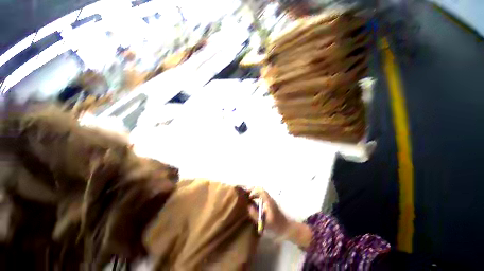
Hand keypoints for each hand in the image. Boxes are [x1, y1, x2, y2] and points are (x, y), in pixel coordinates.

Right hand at [245, 187, 312, 248]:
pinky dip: (256, 196)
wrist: (286, 228)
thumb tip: (248, 206)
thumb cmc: (276, 226)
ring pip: (260, 192)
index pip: (260, 190)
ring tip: (247, 198)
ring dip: (254, 192)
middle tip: (245, 195)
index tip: (248, 197)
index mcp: (268, 201)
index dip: (253, 191)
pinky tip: (252, 202)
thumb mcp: (265, 223)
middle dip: (252, 190)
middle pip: (260, 189)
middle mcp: (269, 198)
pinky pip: (261, 196)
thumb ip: (256, 215)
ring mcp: (269, 200)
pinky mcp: (269, 203)